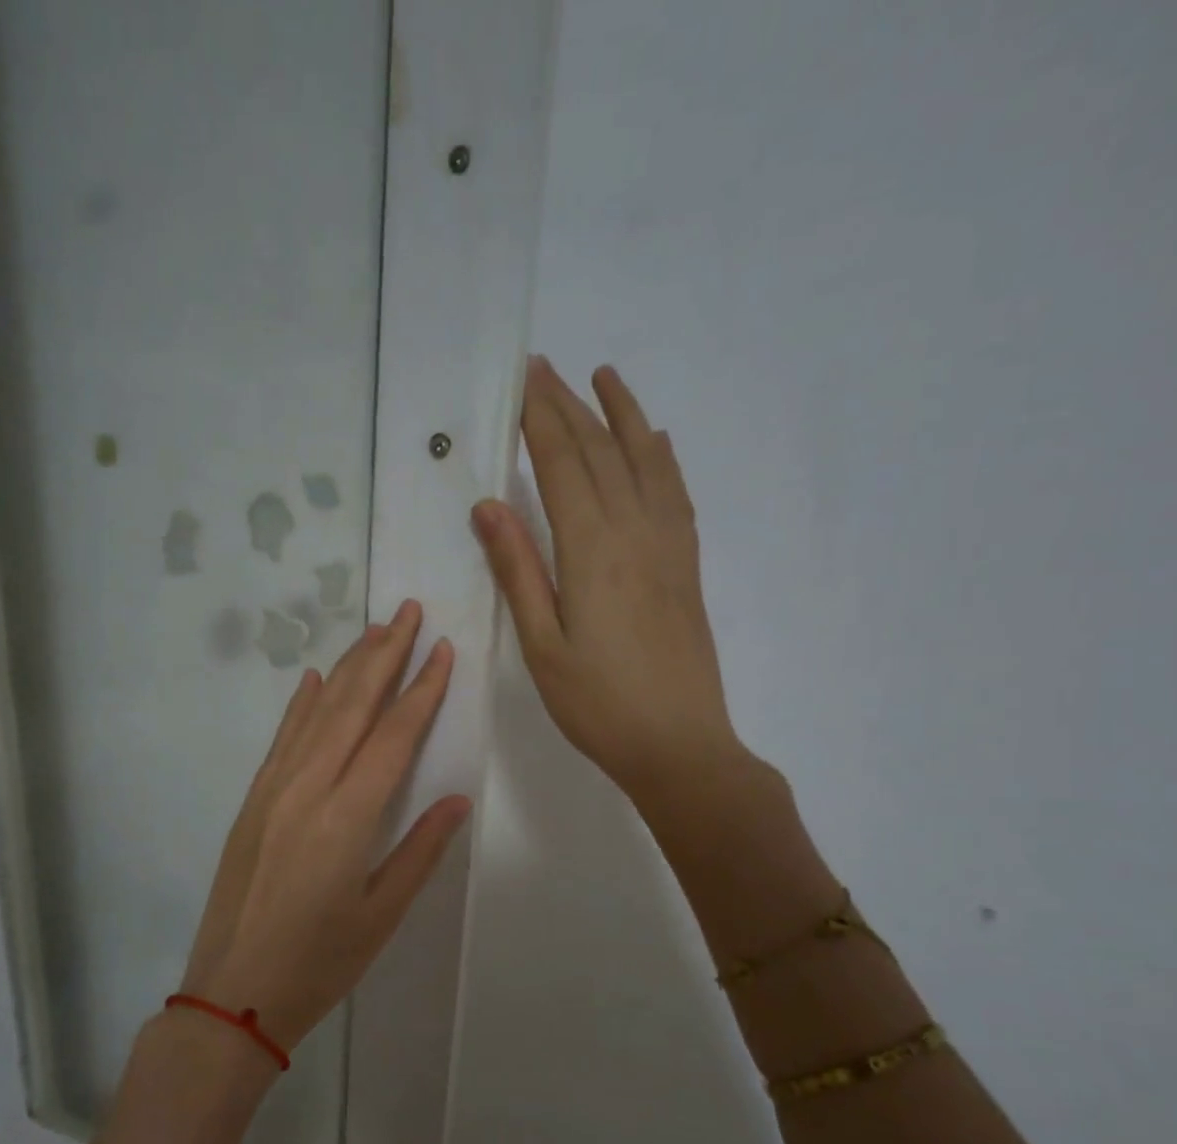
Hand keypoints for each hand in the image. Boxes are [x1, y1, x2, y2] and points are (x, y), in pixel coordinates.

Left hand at [177, 601, 471, 1052]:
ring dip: (348, 668)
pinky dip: (301, 704)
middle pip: (353, 706)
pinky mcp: (252, 801)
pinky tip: (315, 679)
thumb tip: (456, 798)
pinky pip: (282, 738)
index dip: (422, 690)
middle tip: (409, 612)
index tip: (443, 650)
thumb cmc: (318, 964)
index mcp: (347, 817)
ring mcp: (273, 790)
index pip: (394, 736)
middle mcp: (308, 789)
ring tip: (375, 631)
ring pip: (316, 713)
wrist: (232, 992)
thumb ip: (420, 851)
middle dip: (385, 654)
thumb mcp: (381, 915)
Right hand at [473, 355, 751, 807]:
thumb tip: (490, 506)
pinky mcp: (686, 565)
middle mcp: (635, 533)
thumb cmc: (597, 704)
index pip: (563, 465)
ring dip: (623, 415)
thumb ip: (519, 571)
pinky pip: (675, 493)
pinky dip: (662, 457)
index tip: (521, 380)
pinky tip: (655, 441)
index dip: (540, 420)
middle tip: (543, 367)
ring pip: (645, 462)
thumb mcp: (541, 645)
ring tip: (604, 377)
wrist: (678, 744)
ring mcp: (668, 545)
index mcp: (592, 551)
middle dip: (569, 406)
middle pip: (601, 452)